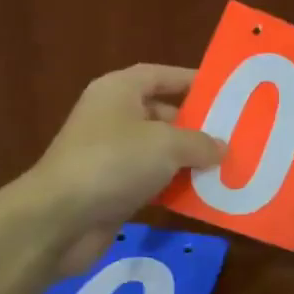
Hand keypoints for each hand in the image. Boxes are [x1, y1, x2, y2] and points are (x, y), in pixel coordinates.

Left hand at [25, 64, 223, 274]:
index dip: (190, 80)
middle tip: (233, 136)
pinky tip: (203, 197)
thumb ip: (199, 142)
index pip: (160, 75)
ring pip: (158, 152)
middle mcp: (112, 117)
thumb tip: (220, 147)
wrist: (60, 219)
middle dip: (196, 126)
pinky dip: (174, 187)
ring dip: (188, 161)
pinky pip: (151, 182)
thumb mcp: (166, 144)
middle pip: (162, 114)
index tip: (224, 92)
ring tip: (228, 167)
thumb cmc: (114, 162)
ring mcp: (110, 155)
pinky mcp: (111, 189)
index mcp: (119, 91)